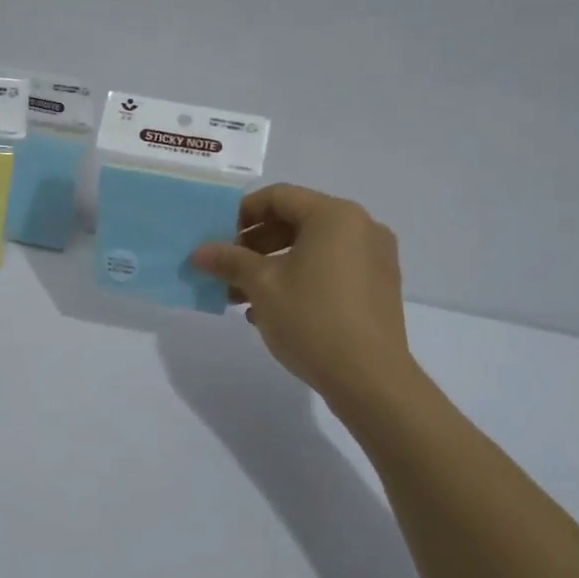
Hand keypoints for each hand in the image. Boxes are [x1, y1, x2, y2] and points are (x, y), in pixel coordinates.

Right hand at [192, 185, 422, 419]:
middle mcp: (361, 227)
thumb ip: (229, 261)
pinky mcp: (379, 288)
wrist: (371, 380)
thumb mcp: (261, 286)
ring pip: (312, 249)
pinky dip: (300, 279)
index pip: (279, 197)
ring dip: (273, 265)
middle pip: (296, 221)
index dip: (242, 213)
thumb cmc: (312, 319)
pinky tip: (271, 310)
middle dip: (255, 244)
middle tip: (226, 267)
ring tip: (241, 294)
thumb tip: (199, 252)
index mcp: (335, 215)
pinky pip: (331, 269)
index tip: (218, 237)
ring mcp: (375, 259)